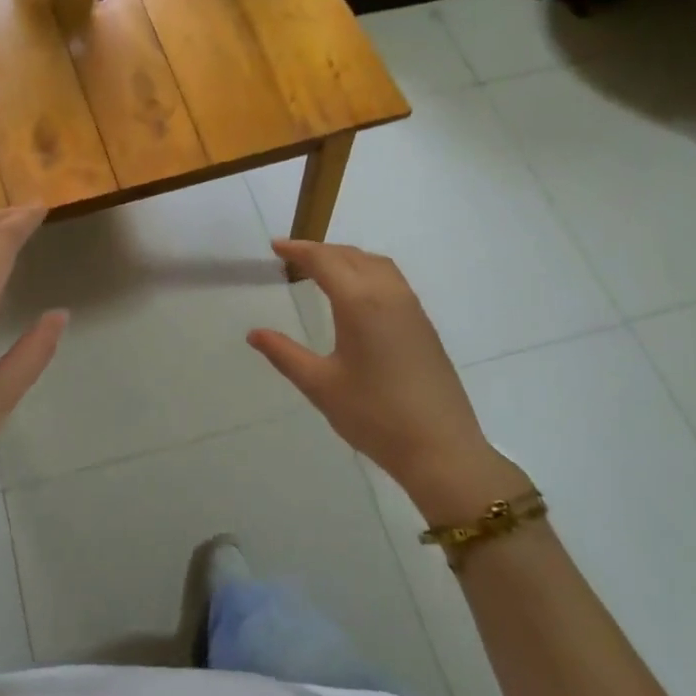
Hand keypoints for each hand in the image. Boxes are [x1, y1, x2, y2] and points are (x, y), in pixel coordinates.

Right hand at [247, 239, 528, 520]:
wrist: (440, 448)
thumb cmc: (374, 416)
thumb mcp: (320, 385)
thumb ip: (285, 354)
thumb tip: (255, 334)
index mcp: (360, 303)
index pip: (325, 261)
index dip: (298, 250)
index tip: (275, 247)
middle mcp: (389, 295)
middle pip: (352, 256)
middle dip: (321, 251)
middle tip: (293, 258)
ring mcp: (412, 308)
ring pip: (376, 264)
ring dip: (347, 258)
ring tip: (322, 270)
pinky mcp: (424, 325)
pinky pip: (392, 281)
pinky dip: (367, 272)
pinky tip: (356, 296)